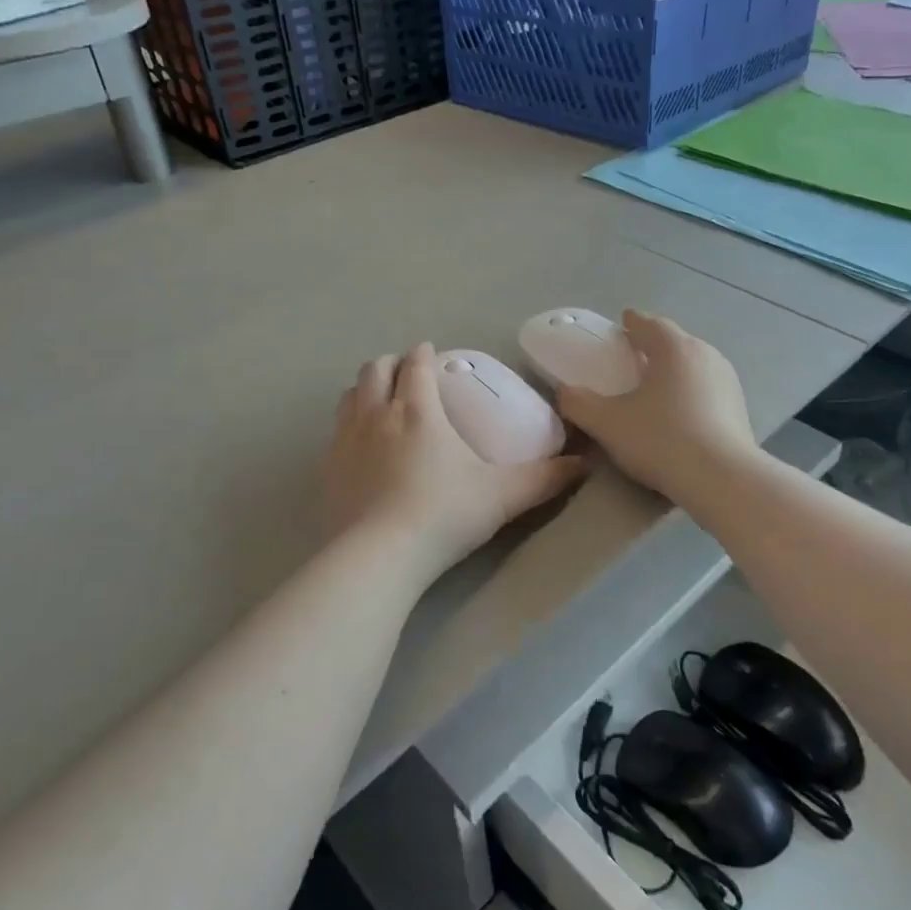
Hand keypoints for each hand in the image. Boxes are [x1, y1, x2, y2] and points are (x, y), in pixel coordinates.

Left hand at [322, 344, 585, 580]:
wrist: (379, 557)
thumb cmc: (444, 515)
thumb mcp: (503, 496)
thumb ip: (545, 479)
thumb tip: (583, 464)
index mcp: (418, 411)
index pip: (415, 365)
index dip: (422, 354)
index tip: (429, 352)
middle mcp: (376, 416)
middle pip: (374, 371)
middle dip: (389, 365)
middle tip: (406, 374)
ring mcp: (345, 442)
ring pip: (348, 397)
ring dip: (364, 390)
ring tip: (378, 400)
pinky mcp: (326, 471)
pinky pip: (333, 433)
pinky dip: (347, 425)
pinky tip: (358, 447)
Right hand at [555, 312, 758, 501]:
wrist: (722, 479)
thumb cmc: (661, 440)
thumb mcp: (608, 423)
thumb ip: (579, 403)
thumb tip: (563, 391)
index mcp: (674, 348)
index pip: (650, 324)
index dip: (633, 322)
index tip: (622, 323)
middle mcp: (705, 354)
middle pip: (675, 341)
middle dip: (654, 346)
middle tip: (633, 357)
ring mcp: (727, 380)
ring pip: (694, 365)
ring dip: (674, 370)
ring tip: (656, 386)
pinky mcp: (739, 407)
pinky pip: (707, 389)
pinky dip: (690, 392)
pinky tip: (680, 413)